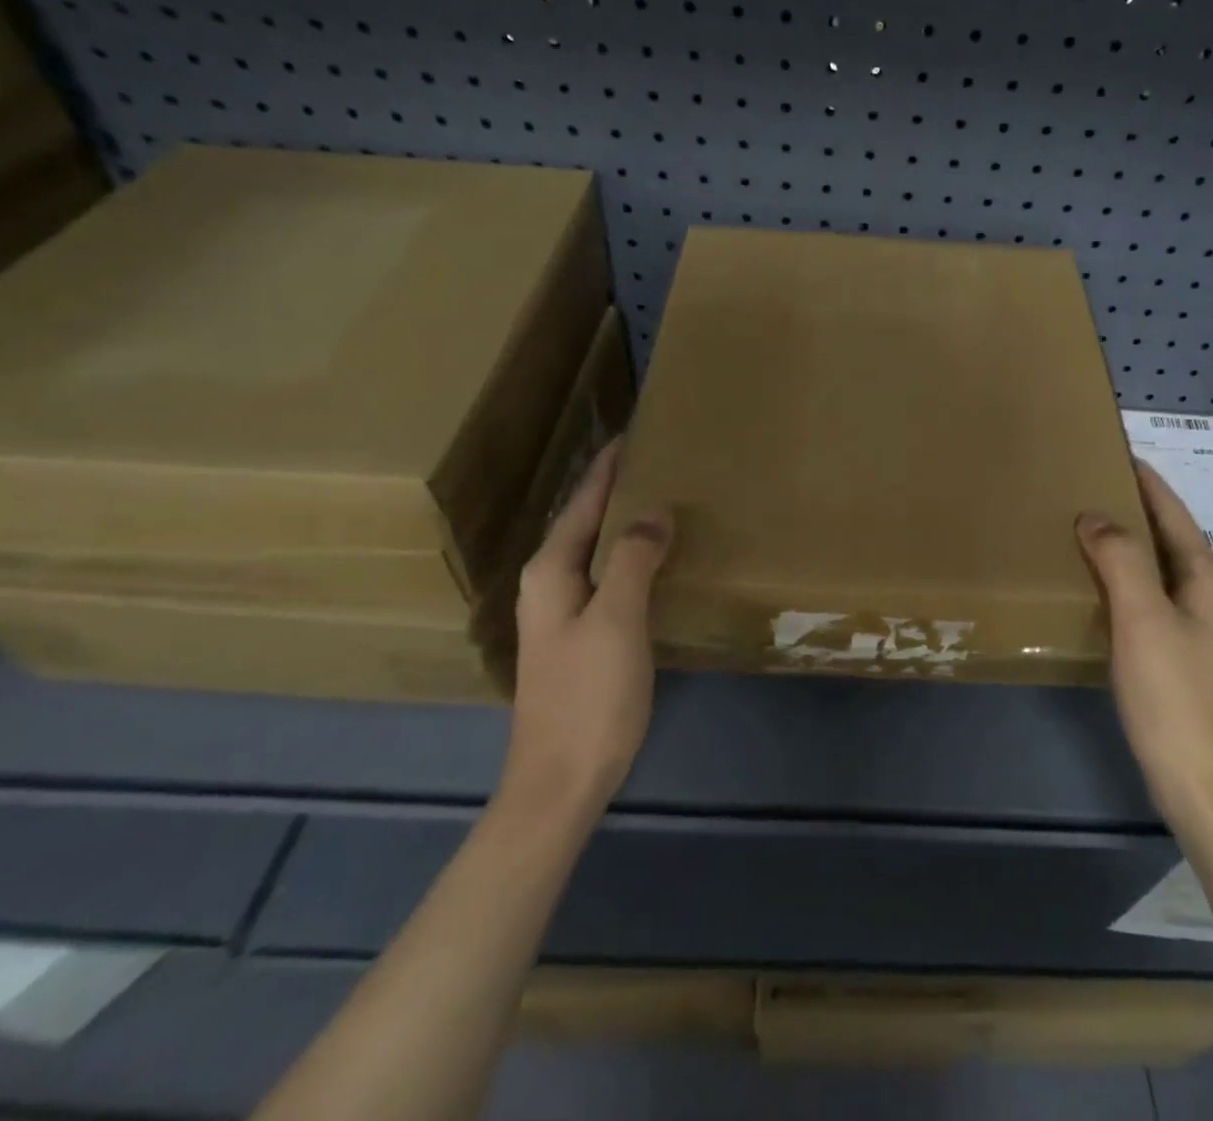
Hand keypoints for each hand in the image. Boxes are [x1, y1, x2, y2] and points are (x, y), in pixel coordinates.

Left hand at [499, 438, 672, 821]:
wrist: (562, 780)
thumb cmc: (589, 696)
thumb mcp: (615, 620)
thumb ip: (632, 559)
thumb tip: (654, 511)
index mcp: (551, 572)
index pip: (583, 503)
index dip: (607, 468)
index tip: (633, 433)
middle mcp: (550, 585)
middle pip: (586, 522)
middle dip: (616, 488)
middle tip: (658, 460)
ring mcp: (563, 613)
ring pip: (597, 550)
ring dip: (624, 521)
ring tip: (662, 497)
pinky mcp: (582, 637)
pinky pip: (607, 577)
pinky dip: (630, 556)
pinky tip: (656, 558)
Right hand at [1076, 461, 1212, 830]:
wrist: (1203, 786)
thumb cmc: (1176, 697)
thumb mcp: (1144, 619)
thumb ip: (1121, 560)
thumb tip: (1095, 514)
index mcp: (1204, 579)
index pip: (1172, 512)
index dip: (1146, 479)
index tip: (1113, 449)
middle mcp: (1203, 596)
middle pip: (1166, 536)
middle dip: (1131, 505)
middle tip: (1084, 481)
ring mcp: (1191, 628)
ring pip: (1153, 567)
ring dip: (1123, 541)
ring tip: (1079, 523)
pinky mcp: (1173, 655)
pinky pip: (1143, 596)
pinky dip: (1118, 577)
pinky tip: (1090, 583)